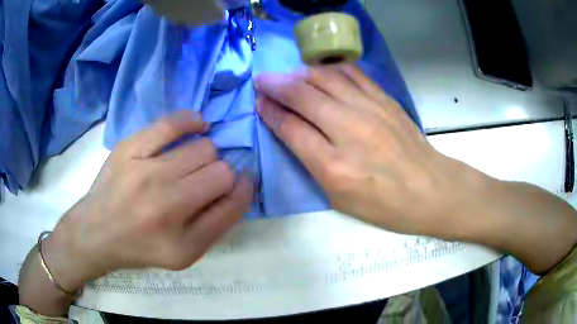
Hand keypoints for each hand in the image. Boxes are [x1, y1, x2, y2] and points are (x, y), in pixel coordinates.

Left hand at [43, 111, 252, 291]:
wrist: (96, 232)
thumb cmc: (142, 246)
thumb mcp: (185, 253)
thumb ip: (217, 223)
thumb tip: (241, 184)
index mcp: (183, 242)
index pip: (234, 202)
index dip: (244, 189)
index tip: (241, 184)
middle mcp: (165, 206)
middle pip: (221, 171)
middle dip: (220, 175)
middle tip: (204, 181)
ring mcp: (144, 172)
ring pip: (203, 147)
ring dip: (205, 155)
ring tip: (192, 162)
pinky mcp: (129, 149)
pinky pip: (172, 123)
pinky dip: (192, 121)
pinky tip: (197, 126)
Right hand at [255, 65, 488, 238]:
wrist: (430, 190)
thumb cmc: (384, 205)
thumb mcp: (340, 198)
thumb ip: (312, 163)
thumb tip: (291, 131)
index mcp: (334, 166)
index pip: (290, 127)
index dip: (269, 111)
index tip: (258, 102)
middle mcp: (349, 130)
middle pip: (303, 95)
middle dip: (275, 85)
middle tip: (262, 81)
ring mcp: (370, 109)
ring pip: (324, 78)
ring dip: (299, 74)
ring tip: (286, 75)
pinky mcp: (385, 99)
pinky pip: (351, 74)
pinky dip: (329, 70)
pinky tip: (319, 72)